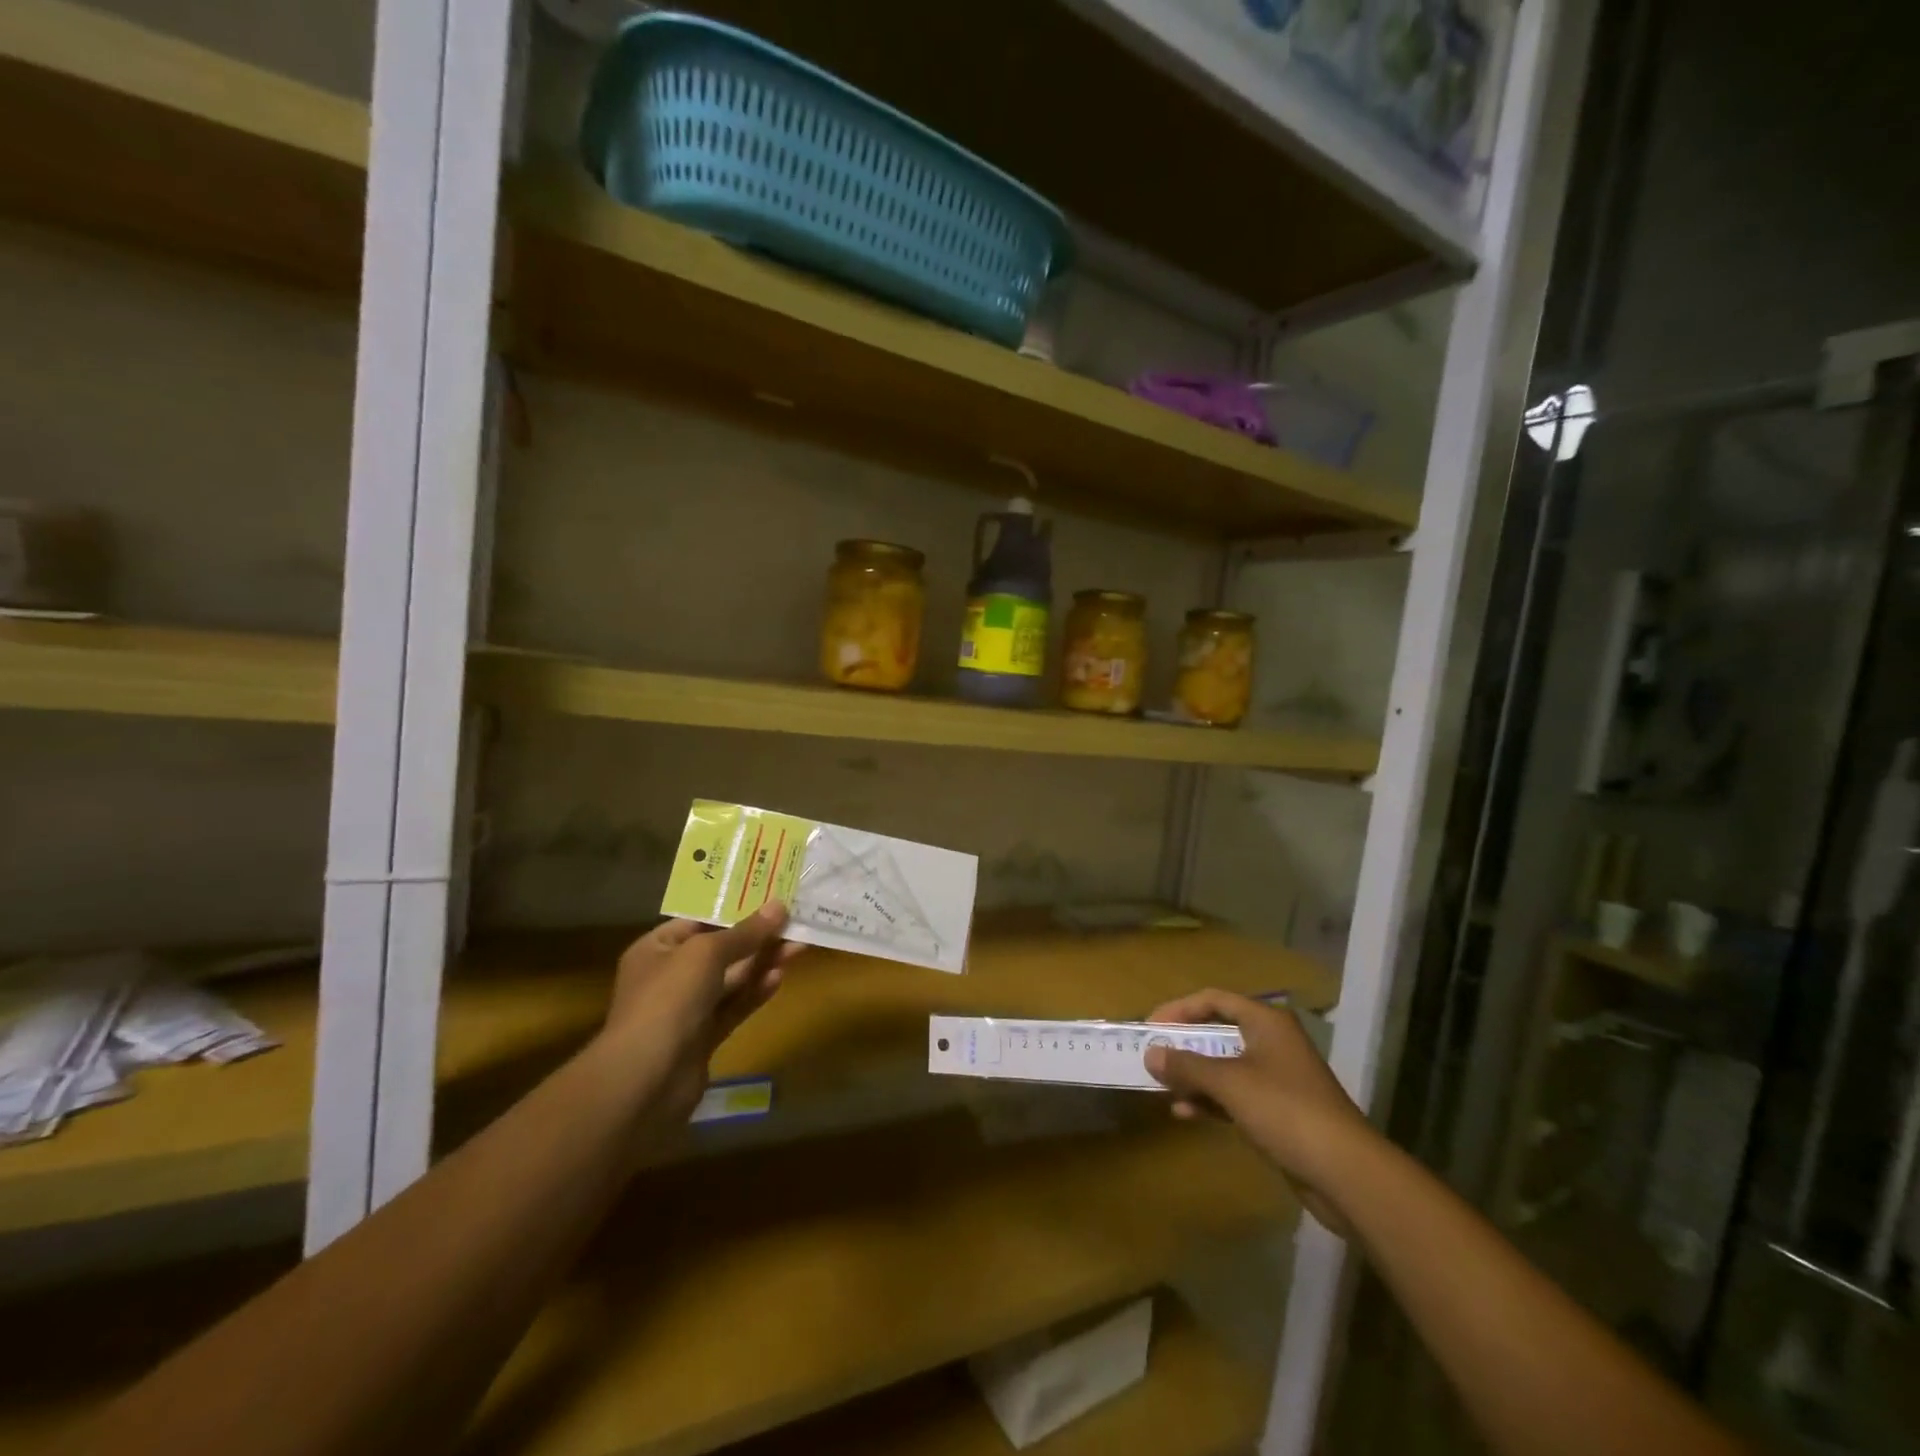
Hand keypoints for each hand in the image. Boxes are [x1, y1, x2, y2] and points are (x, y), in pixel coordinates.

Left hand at [596, 904, 801, 1127]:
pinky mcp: (703, 1037)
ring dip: (763, 963)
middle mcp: (669, 975)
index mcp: (656, 948)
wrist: (645, 1080)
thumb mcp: (707, 954)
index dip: (734, 908)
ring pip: (731, 979)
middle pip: (720, 950)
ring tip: (799, 945)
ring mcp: (686, 1009)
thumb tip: (779, 906)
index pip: (698, 921)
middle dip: (757, 937)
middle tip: (794, 921)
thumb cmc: (668, 1000)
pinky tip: (780, 977)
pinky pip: (734, 1006)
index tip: (770, 897)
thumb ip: (745, 932)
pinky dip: (755, 992)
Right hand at [1143, 990, 1376, 1233]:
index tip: (1151, 1027)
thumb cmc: (1285, 1110)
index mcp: (1266, 1022)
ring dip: (1194, 1075)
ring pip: (1225, 1066)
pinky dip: (1210, 1100)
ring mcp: (1278, 1078)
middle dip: (1184, 1045)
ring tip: (1163, 1087)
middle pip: (1219, 1031)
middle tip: (1153, 1055)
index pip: (1213, 999)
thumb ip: (1187, 1065)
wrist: (1346, 1173)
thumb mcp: (1229, 1083)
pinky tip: (1185, 1113)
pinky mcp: (1280, 1111)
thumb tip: (1150, 1053)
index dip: (1179, 1009)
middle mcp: (1272, 1042)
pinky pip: (1235, 1095)